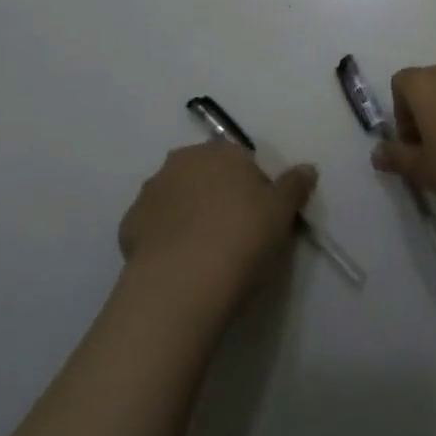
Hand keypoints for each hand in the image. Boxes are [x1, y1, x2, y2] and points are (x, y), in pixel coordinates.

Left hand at [119, 143, 316, 300]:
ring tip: (203, 253)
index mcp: (221, 151)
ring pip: (177, 198)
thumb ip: (294, 185)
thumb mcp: (282, 212)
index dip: (253, 189)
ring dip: (188, 215)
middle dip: (217, 196)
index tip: (260, 219)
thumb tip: (307, 168)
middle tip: (234, 234)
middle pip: (206, 175)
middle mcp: (182, 161)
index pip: (242, 161)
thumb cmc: (241, 237)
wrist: (181, 283)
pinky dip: (165, 238)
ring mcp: (151, 191)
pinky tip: (178, 264)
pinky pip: (154, 226)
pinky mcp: (128, 225)